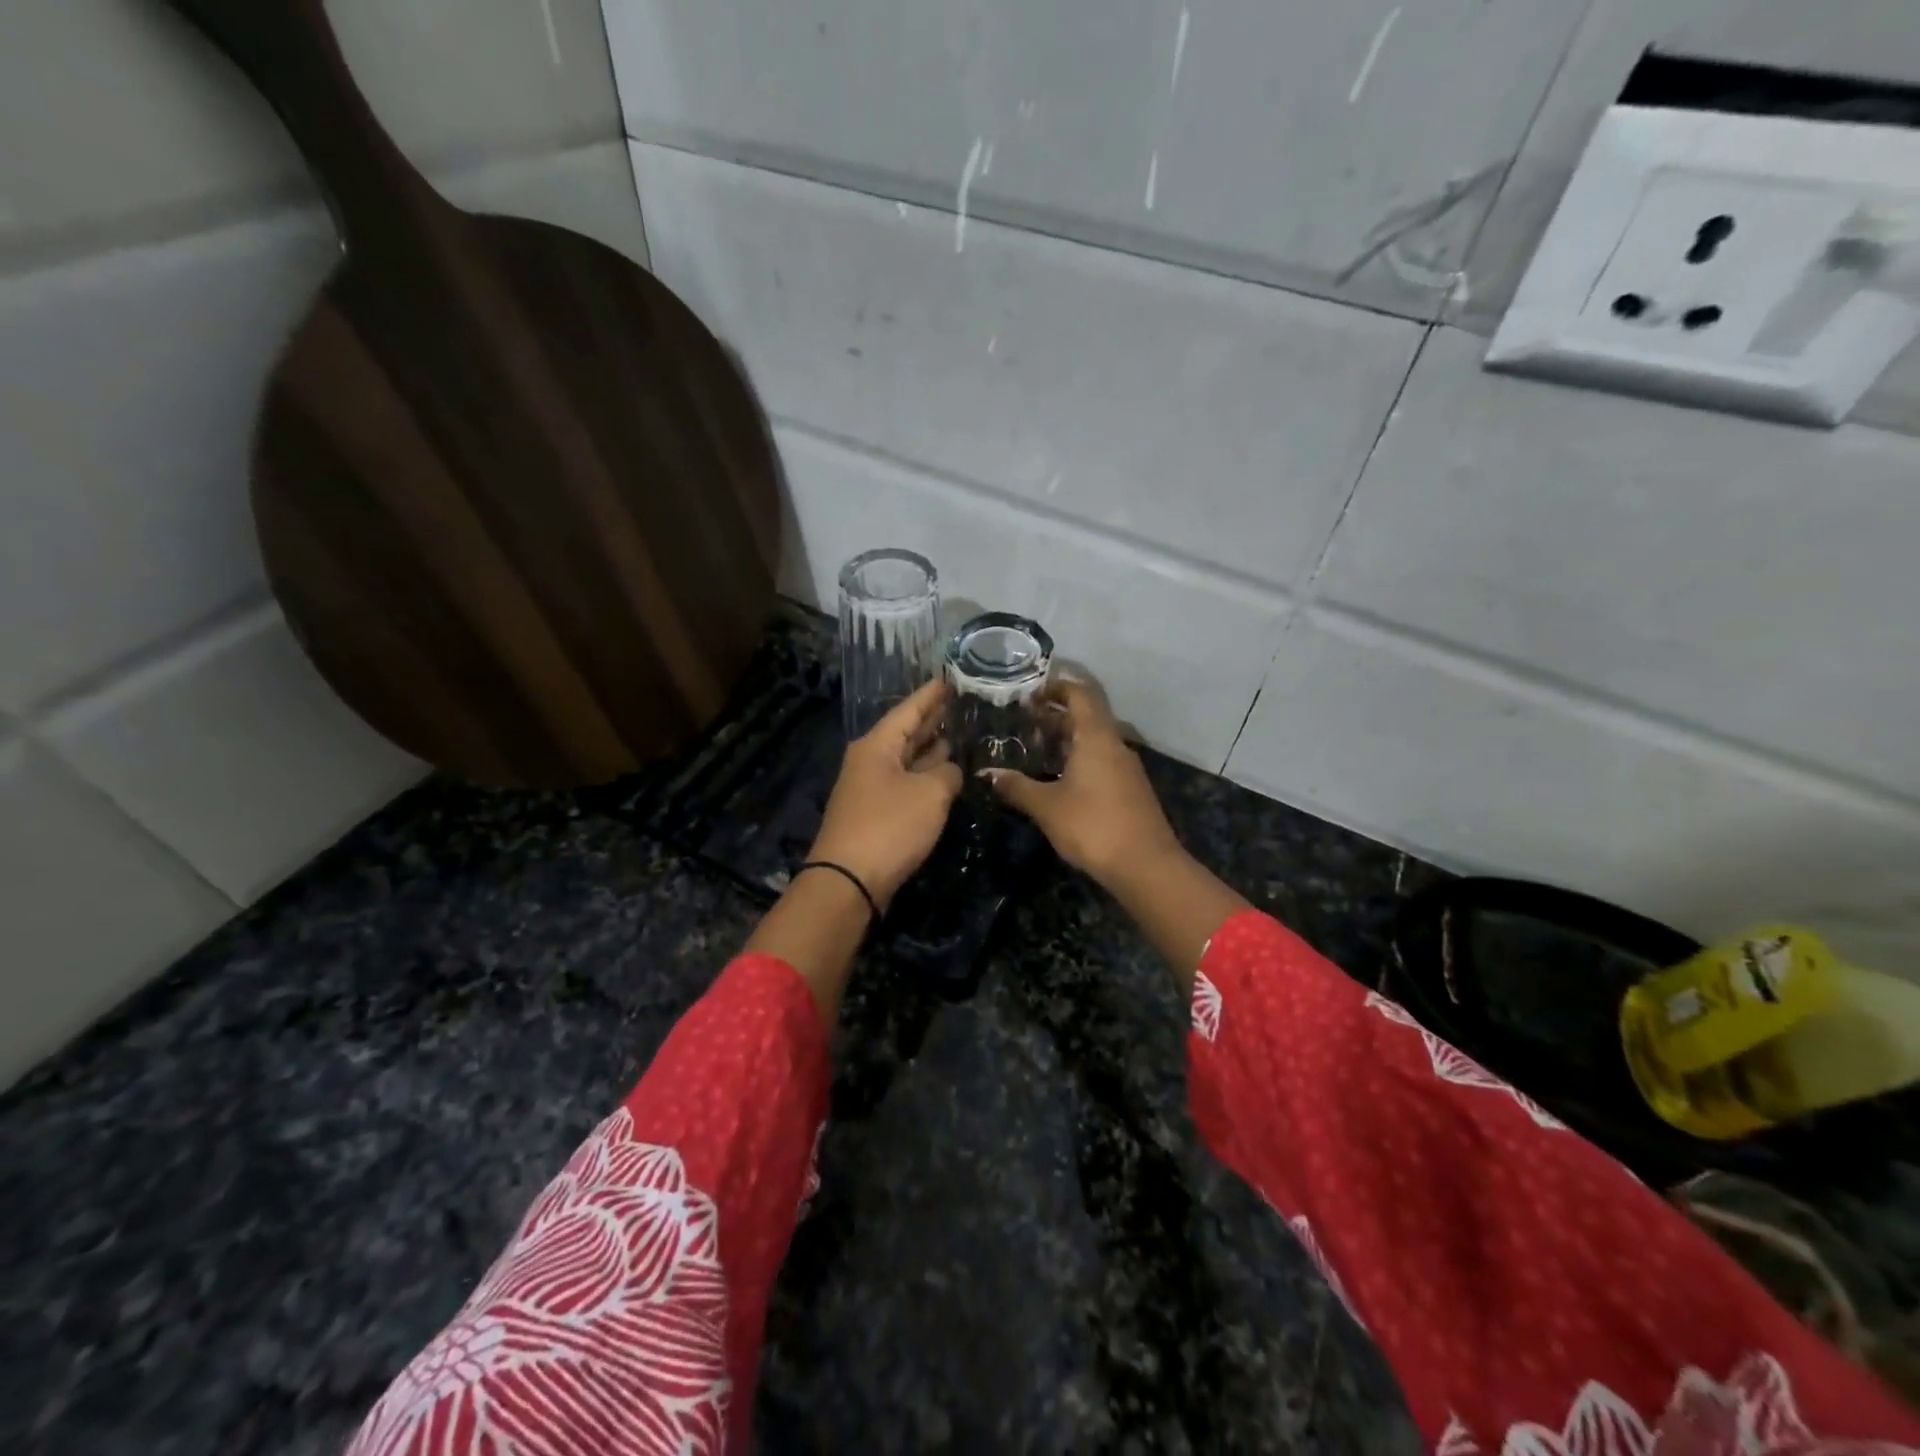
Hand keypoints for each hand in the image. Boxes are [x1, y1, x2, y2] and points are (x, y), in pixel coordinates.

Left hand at [808, 678, 963, 908]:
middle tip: (964, 705)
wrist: (850, 881)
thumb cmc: (890, 826)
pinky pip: (906, 784)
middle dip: (933, 720)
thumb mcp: (930, 793)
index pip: (908, 710)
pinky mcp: (877, 815)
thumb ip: (947, 774)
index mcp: (877, 746)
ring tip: (961, 735)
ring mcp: (872, 789)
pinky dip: (926, 776)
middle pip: (906, 733)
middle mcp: (870, 761)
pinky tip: (946, 775)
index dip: (932, 695)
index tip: (951, 678)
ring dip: (931, 750)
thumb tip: (950, 771)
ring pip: (907, 760)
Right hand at [987, 680, 1183, 888]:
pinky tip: (1060, 778)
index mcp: (1097, 737)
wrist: (1146, 866)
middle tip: (1024, 721)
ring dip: (1069, 739)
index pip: (1080, 695)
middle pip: (1087, 717)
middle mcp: (1115, 745)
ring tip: (1037, 748)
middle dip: (1057, 715)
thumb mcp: (1047, 807)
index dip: (1056, 688)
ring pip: (1095, 741)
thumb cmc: (1093, 826)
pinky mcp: (1131, 790)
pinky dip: (1080, 759)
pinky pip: (1103, 761)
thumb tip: (988, 773)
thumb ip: (1017, 787)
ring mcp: (1127, 768)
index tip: (1030, 692)